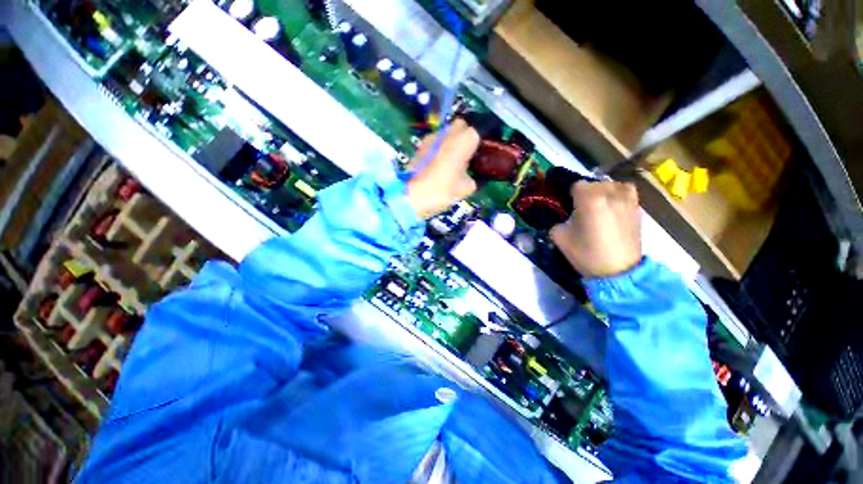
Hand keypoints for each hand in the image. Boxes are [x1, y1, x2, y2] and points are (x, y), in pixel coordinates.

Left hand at [406, 119, 479, 218]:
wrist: (411, 196)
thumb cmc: (442, 191)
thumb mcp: (466, 189)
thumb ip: (474, 178)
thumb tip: (472, 175)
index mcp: (464, 140)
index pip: (478, 131)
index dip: (480, 142)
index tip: (480, 154)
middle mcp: (448, 132)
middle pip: (461, 125)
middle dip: (466, 136)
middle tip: (467, 155)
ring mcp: (432, 137)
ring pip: (447, 132)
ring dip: (452, 141)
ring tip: (452, 161)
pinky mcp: (420, 145)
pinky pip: (436, 141)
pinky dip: (440, 148)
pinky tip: (438, 164)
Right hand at [550, 181, 641, 277]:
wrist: (618, 272)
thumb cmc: (586, 254)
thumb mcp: (559, 238)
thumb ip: (557, 221)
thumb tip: (563, 218)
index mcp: (590, 199)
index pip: (576, 185)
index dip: (569, 195)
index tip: (568, 206)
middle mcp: (611, 194)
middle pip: (593, 184)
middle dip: (585, 194)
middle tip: (581, 210)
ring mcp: (627, 200)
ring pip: (611, 185)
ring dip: (602, 192)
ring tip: (598, 207)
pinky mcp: (637, 208)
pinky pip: (625, 192)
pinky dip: (617, 196)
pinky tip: (612, 209)